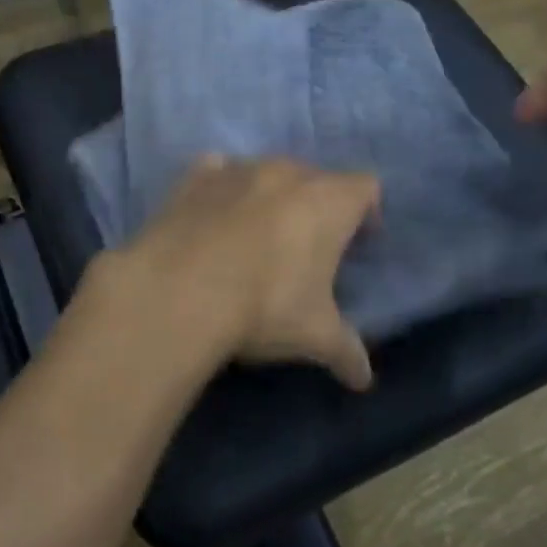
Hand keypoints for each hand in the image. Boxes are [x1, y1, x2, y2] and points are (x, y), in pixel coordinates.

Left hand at [100, 157, 378, 390]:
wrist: (180, 288)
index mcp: (328, 201)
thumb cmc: (265, 305)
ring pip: (266, 172)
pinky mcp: (195, 176)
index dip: (366, 212)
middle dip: (316, 206)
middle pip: (314, 177)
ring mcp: (238, 168)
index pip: (365, 186)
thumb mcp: (315, 336)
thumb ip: (346, 351)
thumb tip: (363, 378)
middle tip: (307, 249)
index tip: (357, 244)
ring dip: (269, 196)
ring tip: (256, 237)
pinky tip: (213, 218)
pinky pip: (218, 171)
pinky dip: (222, 189)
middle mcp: (286, 172)